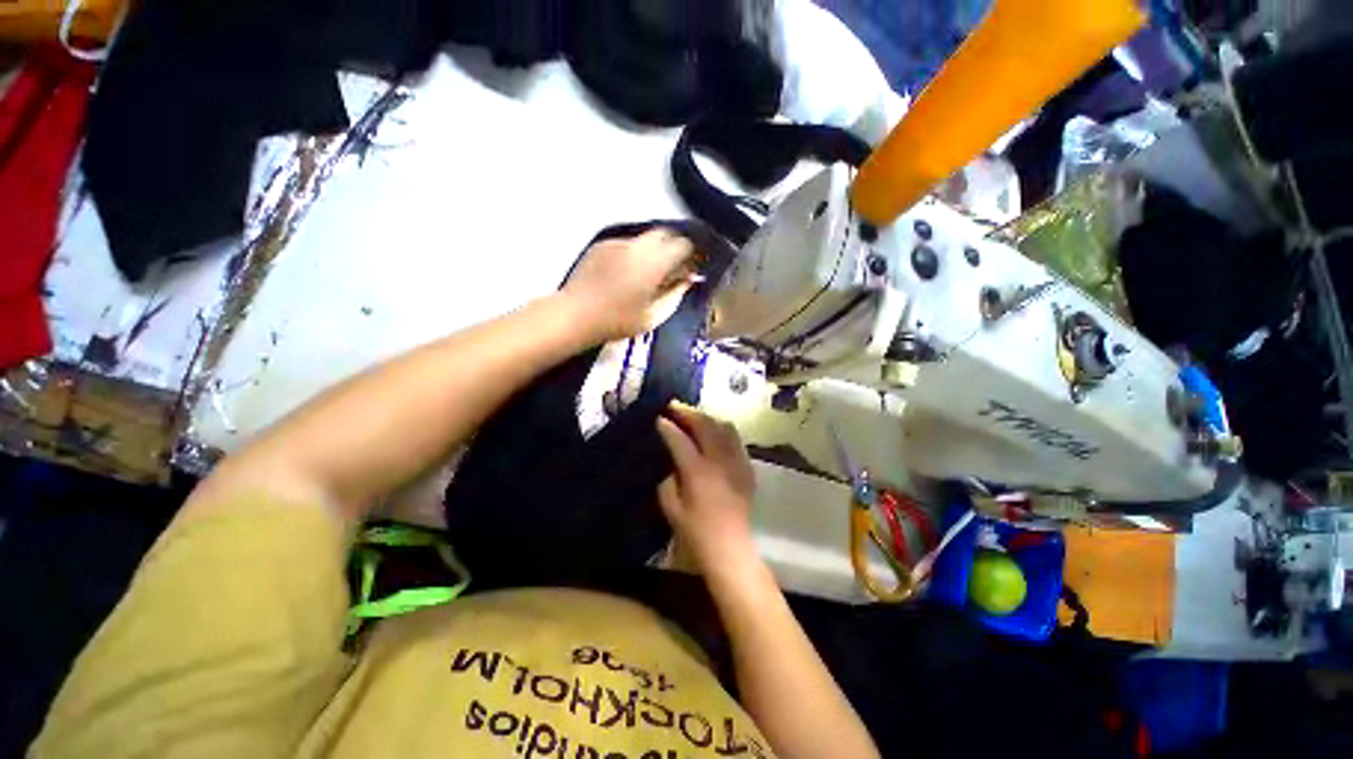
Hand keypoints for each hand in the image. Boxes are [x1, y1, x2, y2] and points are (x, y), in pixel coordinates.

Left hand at [563, 229, 696, 340]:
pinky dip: (635, 253)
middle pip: (665, 233)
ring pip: (645, 238)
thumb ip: (675, 295)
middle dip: (674, 246)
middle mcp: (637, 245)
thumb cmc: (617, 321)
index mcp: (653, 263)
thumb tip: (687, 281)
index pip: (682, 245)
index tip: (692, 269)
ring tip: (651, 273)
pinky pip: (627, 244)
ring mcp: (617, 242)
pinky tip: (628, 273)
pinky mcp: (602, 245)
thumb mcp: (653, 316)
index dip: (691, 255)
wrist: (575, 314)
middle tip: (675, 267)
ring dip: (655, 250)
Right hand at [655, 402, 757, 578]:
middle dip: (688, 412)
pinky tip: (714, 432)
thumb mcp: (671, 509)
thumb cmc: (696, 532)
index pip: (680, 440)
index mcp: (698, 472)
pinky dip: (722, 430)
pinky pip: (736, 440)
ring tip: (693, 415)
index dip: (668, 427)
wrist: (730, 547)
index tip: (659, 418)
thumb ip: (668, 481)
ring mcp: (736, 462)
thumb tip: (673, 464)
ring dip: (707, 417)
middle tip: (674, 406)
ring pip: (724, 427)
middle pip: (705, 426)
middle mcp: (719, 461)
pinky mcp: (747, 467)